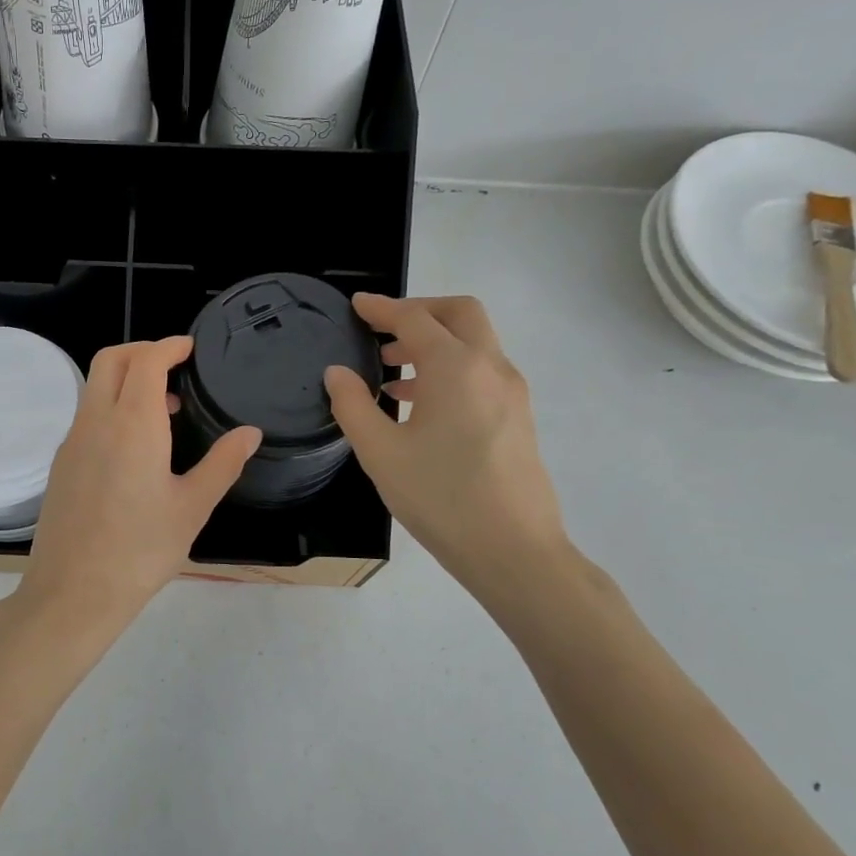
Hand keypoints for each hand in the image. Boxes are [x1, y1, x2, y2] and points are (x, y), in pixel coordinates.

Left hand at [15, 337, 259, 651]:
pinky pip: (86, 416)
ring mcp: (72, 442)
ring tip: (164, 409)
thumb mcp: (193, 507)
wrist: (73, 592)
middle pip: (111, 360)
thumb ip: (223, 464)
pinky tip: (135, 445)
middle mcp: (96, 421)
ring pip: (94, 387)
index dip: (168, 346)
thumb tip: (249, 433)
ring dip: (125, 380)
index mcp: (133, 424)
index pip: (146, 360)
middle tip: (174, 366)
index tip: (190, 348)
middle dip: (142, 351)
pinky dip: (110, 407)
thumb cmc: (141, 550)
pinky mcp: (61, 464)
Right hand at [323, 293, 570, 600]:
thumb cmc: (440, 498)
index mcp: (455, 368)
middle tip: (382, 329)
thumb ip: (353, 405)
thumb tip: (337, 373)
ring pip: (473, 343)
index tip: (356, 305)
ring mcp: (511, 392)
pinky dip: (449, 368)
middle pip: (459, 314)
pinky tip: (419, 405)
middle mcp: (490, 368)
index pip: (415, 318)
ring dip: (433, 343)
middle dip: (419, 311)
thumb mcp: (380, 453)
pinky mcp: (518, 416)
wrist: (513, 550)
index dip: (382, 308)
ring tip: (391, 371)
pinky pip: (481, 371)